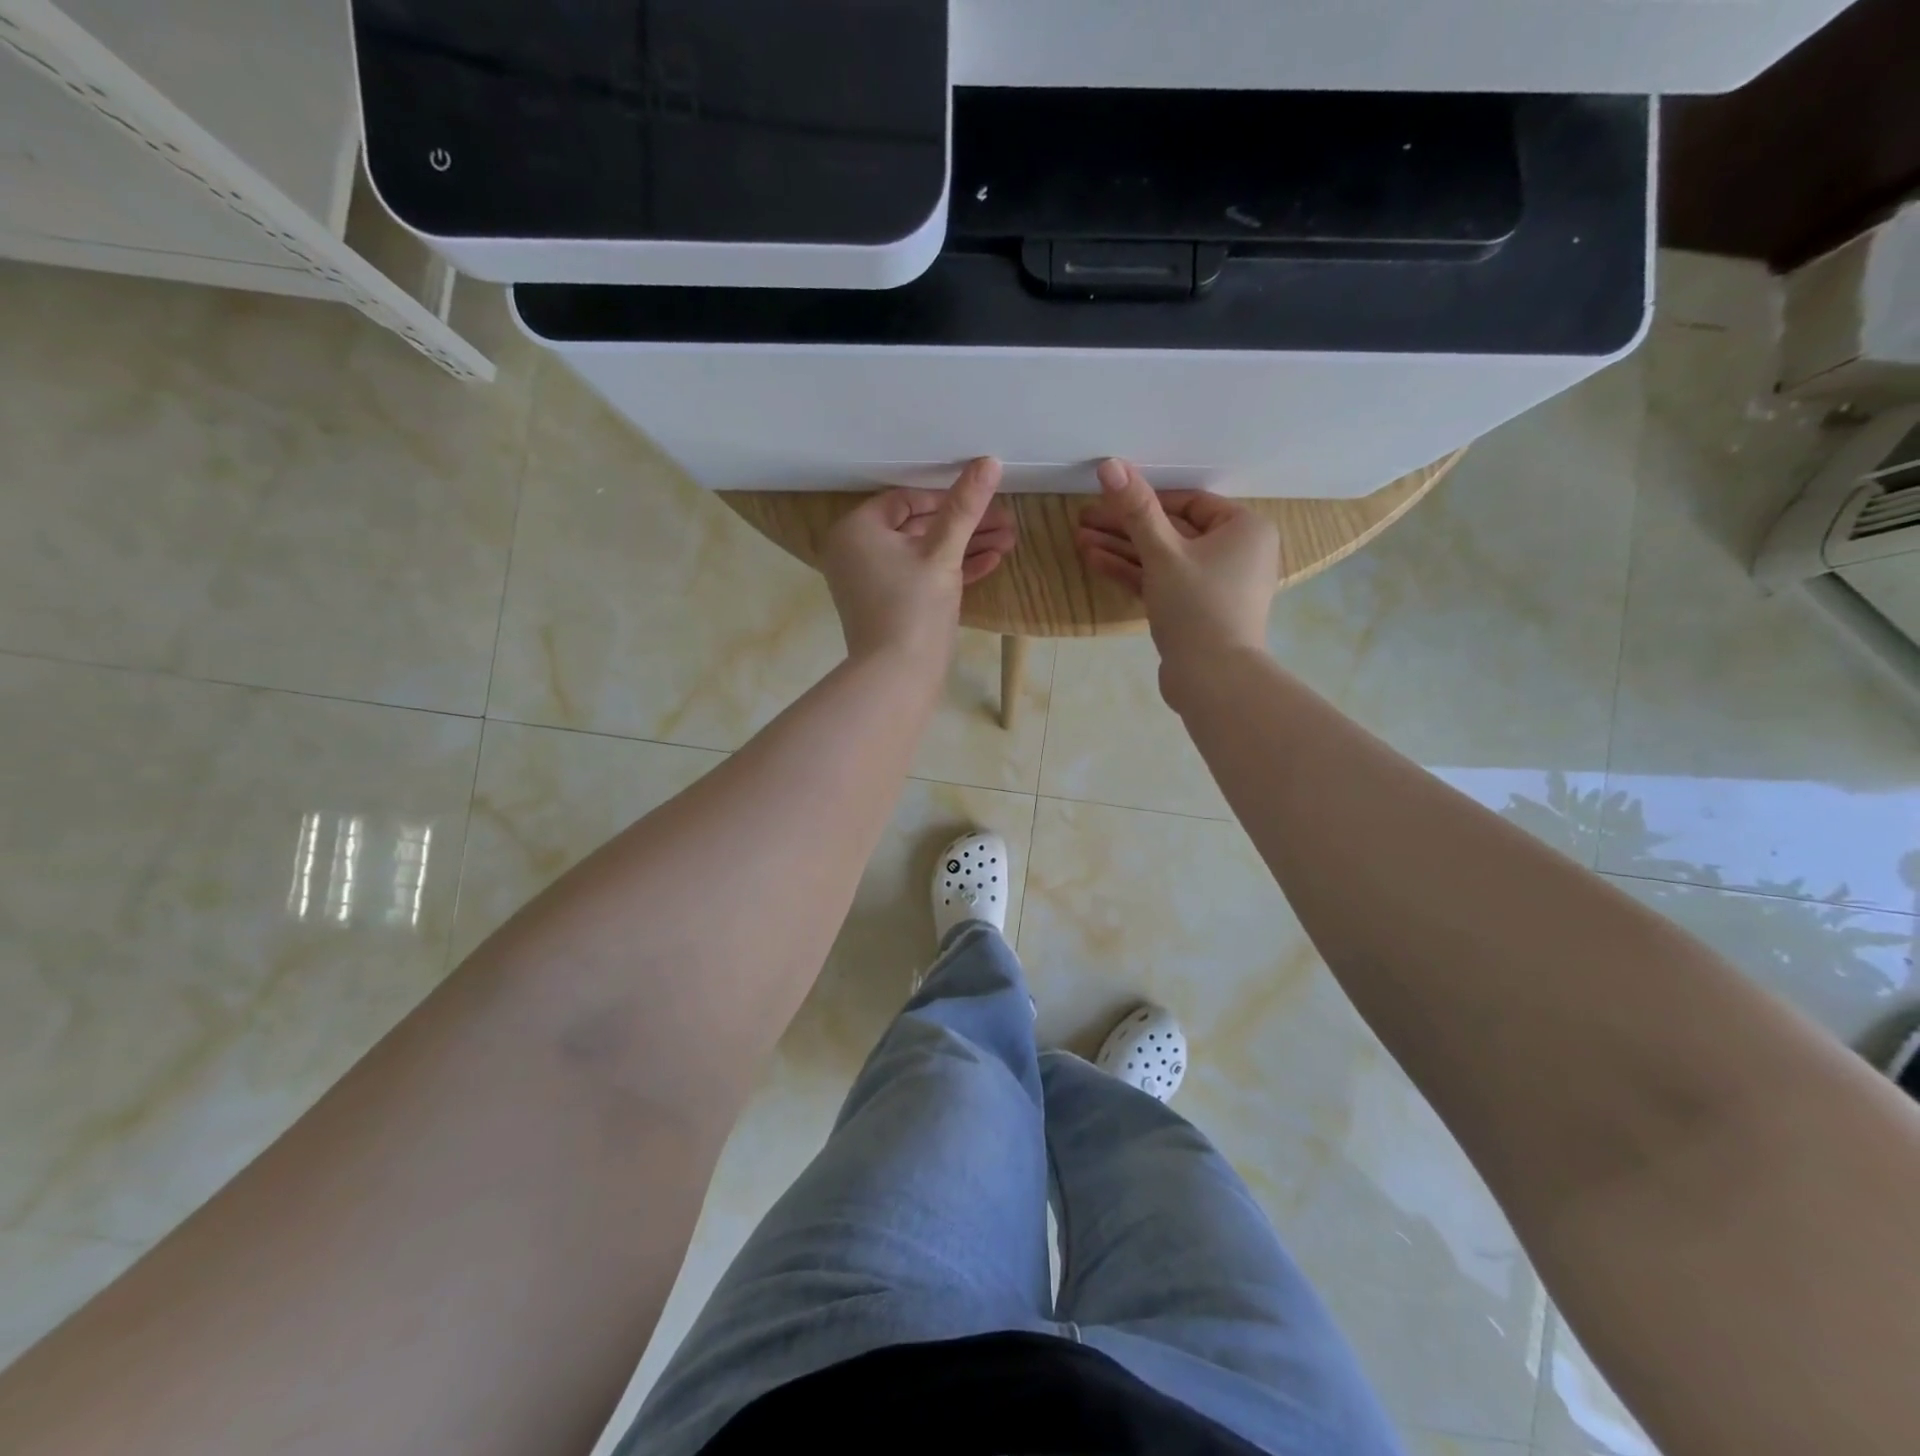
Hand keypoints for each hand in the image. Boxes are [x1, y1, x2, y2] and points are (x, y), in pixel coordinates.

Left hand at [822, 458, 1013, 661]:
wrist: (896, 677)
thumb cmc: (913, 607)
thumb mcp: (943, 552)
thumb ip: (964, 506)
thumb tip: (989, 461)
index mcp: (856, 529)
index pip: (906, 500)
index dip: (948, 498)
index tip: (984, 502)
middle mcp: (856, 551)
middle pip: (918, 527)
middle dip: (965, 526)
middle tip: (1006, 523)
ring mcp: (871, 581)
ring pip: (923, 554)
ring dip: (965, 548)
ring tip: (1008, 543)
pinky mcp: (888, 605)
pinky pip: (919, 577)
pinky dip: (950, 572)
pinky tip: (989, 564)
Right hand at [1075, 458, 1279, 664]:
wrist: (1214, 679)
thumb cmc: (1197, 606)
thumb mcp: (1163, 553)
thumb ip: (1136, 509)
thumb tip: (1110, 464)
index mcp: (1243, 528)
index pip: (1188, 502)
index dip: (1145, 498)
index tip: (1107, 497)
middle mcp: (1236, 552)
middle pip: (1172, 530)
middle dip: (1125, 526)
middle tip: (1083, 518)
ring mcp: (1215, 585)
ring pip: (1163, 558)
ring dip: (1122, 549)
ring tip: (1079, 540)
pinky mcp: (1196, 610)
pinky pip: (1164, 582)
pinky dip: (1134, 573)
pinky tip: (1095, 562)